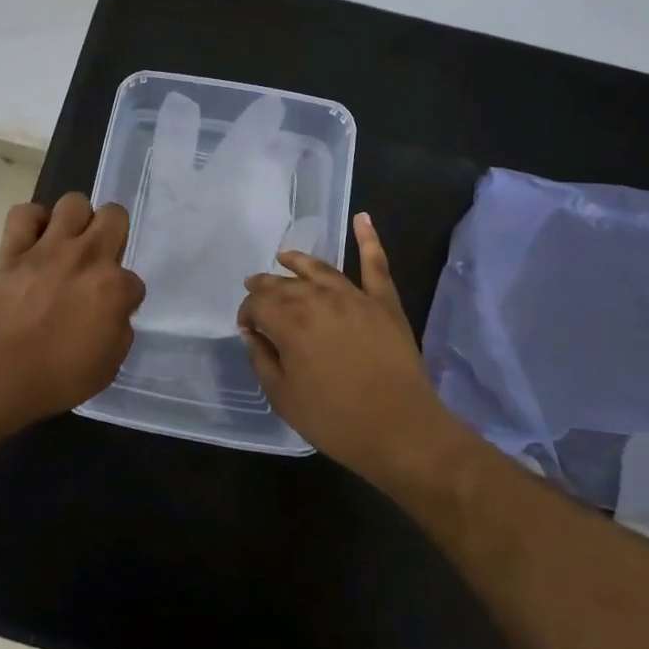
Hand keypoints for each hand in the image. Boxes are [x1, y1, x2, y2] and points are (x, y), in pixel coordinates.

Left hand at [0, 192, 145, 423]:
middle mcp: (86, 257)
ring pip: (73, 202)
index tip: (111, 311)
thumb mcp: (109, 365)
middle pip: (114, 215)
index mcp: (114, 287)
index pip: (134, 280)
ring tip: (69, 241)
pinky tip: (35, 239)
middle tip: (99, 258)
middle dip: (114, 233)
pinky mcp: (13, 250)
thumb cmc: (58, 378)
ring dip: (76, 220)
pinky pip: (23, 214)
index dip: (124, 297)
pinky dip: (32, 221)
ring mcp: (48, 248)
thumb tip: (114, 312)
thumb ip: (119, 330)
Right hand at [237, 213, 448, 483]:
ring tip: (285, 257)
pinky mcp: (383, 302)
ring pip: (319, 269)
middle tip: (256, 291)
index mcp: (288, 321)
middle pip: (284, 283)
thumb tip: (252, 332)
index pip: (257, 303)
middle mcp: (317, 298)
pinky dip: (368, 239)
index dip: (247, 313)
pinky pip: (375, 264)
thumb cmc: (335, 420)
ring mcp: (353, 296)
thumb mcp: (283, 397)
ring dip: (298, 262)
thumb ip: (262, 359)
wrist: (400, 430)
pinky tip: (362, 218)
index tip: (247, 329)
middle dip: (266, 286)